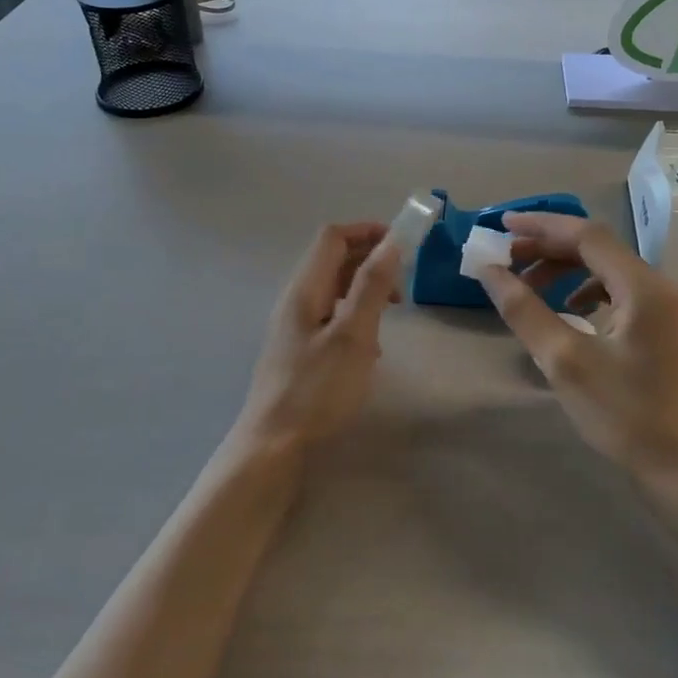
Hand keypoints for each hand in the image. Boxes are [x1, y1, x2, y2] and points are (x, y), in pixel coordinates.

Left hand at [229, 223, 399, 461]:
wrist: (274, 445)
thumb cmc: (317, 389)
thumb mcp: (353, 335)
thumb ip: (372, 286)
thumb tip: (392, 242)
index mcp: (305, 289)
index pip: (333, 237)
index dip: (367, 231)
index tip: (403, 245)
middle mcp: (296, 300)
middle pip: (333, 260)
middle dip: (371, 261)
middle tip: (403, 284)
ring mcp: (295, 326)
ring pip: (334, 290)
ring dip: (365, 290)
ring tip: (392, 313)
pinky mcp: (299, 350)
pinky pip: (331, 316)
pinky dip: (355, 316)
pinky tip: (371, 347)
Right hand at [477, 213, 677, 479]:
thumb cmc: (621, 414)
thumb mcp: (563, 360)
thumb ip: (524, 309)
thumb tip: (489, 270)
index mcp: (643, 287)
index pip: (587, 236)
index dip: (541, 226)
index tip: (502, 226)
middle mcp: (660, 286)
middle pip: (598, 248)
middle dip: (549, 248)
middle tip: (507, 260)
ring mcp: (666, 306)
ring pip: (607, 268)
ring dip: (565, 268)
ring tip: (528, 286)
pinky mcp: (664, 325)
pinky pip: (619, 290)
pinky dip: (585, 289)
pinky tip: (567, 309)